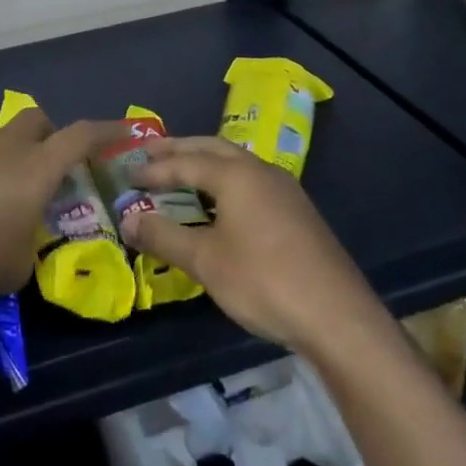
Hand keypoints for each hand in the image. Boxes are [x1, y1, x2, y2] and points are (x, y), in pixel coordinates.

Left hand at [0, 110, 130, 309]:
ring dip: (11, 159)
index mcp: (36, 168)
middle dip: (51, 135)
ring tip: (3, 202)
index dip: (107, 131)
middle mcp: (4, 149)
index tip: (127, 130)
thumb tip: (20, 239)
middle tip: (52, 170)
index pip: (81, 136)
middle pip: (36, 120)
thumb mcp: (18, 267)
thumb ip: (30, 244)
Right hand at [118, 137, 376, 356]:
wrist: (338, 318)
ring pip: (235, 162)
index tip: (127, 173)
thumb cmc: (264, 281)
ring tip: (179, 173)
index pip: (184, 162)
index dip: (153, 168)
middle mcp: (260, 171)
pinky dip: (224, 180)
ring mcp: (283, 190)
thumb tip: (127, 219)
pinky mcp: (296, 212)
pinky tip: (218, 203)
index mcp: (236, 174)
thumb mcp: (205, 261)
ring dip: (203, 162)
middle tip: (149, 153)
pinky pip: (250, 181)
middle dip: (178, 149)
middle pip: (211, 148)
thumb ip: (163, 235)